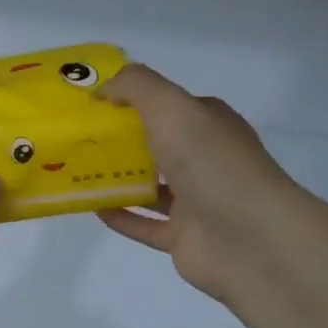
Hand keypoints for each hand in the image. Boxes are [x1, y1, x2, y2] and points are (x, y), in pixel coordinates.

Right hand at [96, 65, 295, 308]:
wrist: (252, 240)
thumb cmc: (212, 164)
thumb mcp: (171, 107)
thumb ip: (136, 87)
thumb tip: (102, 90)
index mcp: (208, 124)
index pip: (167, 105)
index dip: (131, 100)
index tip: (91, 103)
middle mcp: (204, 159)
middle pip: (156, 145)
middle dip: (119, 140)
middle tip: (76, 137)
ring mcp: (196, 201)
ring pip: (149, 185)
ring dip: (117, 178)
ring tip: (76, 170)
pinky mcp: (184, 237)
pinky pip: (144, 224)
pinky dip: (120, 215)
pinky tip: (91, 206)